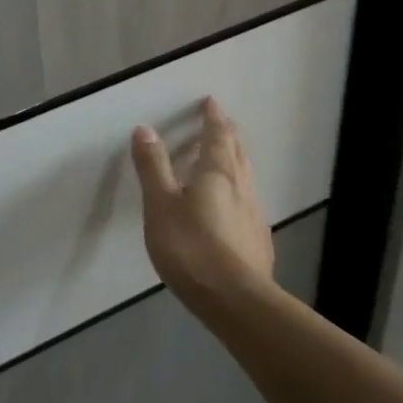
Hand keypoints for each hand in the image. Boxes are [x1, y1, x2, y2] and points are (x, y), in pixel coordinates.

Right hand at [131, 97, 274, 319]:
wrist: (235, 300)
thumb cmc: (191, 247)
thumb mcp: (161, 205)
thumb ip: (153, 167)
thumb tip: (144, 128)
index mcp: (217, 173)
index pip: (217, 136)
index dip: (213, 117)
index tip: (211, 102)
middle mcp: (241, 187)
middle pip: (237, 152)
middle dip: (228, 134)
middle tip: (220, 122)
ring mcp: (254, 214)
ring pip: (246, 176)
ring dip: (236, 159)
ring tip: (227, 156)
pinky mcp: (257, 239)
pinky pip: (248, 200)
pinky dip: (239, 188)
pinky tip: (234, 203)